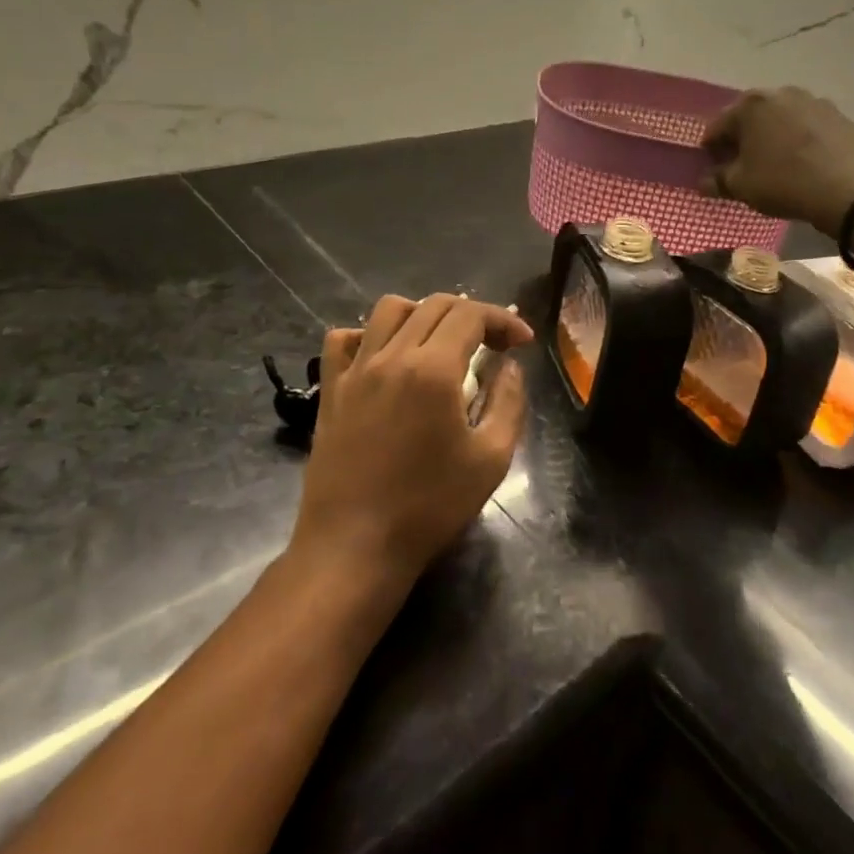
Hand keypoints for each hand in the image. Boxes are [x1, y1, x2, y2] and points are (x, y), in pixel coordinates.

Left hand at [293, 294, 532, 584]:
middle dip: (472, 314)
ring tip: (441, 342)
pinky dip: (369, 335)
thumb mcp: (491, 459)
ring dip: (423, 313)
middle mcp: (391, 356)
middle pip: (434, 305)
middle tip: (493, 343)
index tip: (522, 342)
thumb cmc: (429, 507)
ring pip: (388, 310)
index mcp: (433, 369)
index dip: (503, 319)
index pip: (471, 315)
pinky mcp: (331, 391)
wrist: (354, 548)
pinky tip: (385, 357)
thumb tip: (508, 367)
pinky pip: (344, 340)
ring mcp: (355, 371)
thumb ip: (508, 402)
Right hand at [702, 87, 853, 236]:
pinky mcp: (840, 117)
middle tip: (741, 167)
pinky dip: (800, 142)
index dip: (710, 150)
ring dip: (773, 138)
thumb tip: (704, 182)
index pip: (717, 127)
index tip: (712, 169)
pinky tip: (804, 165)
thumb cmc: (784, 182)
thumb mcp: (742, 187)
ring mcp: (814, 102)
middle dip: (743, 140)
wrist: (850, 188)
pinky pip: (809, 129)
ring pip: (782, 121)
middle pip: (751, 118)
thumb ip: (718, 181)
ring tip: (775, 166)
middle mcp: (781, 93)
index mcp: (750, 105)